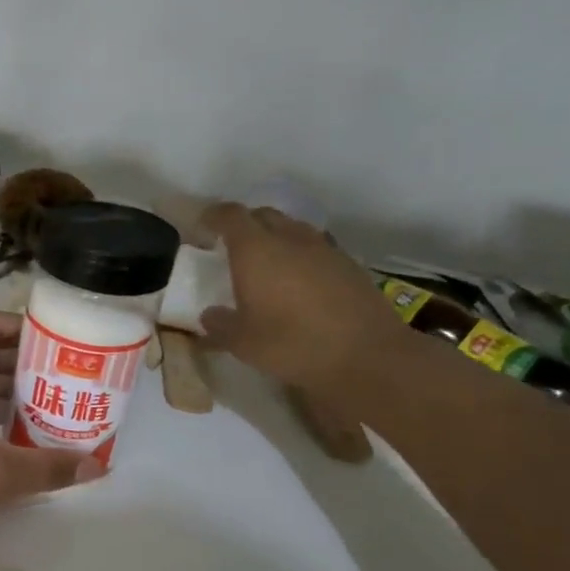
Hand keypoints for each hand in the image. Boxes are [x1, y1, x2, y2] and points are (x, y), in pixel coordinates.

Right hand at [197, 203, 408, 390]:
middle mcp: (289, 239)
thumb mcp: (242, 342)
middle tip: (231, 245)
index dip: (214, 216)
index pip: (230, 216)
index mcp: (256, 251)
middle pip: (263, 215)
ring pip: (292, 228)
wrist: (366, 355)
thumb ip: (219, 325)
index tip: (203, 225)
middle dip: (244, 224)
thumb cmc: (292, 344)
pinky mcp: (348, 264)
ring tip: (266, 262)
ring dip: (275, 237)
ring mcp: (323, 249)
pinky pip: (315, 248)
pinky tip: (298, 281)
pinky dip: (300, 255)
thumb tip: (209, 316)